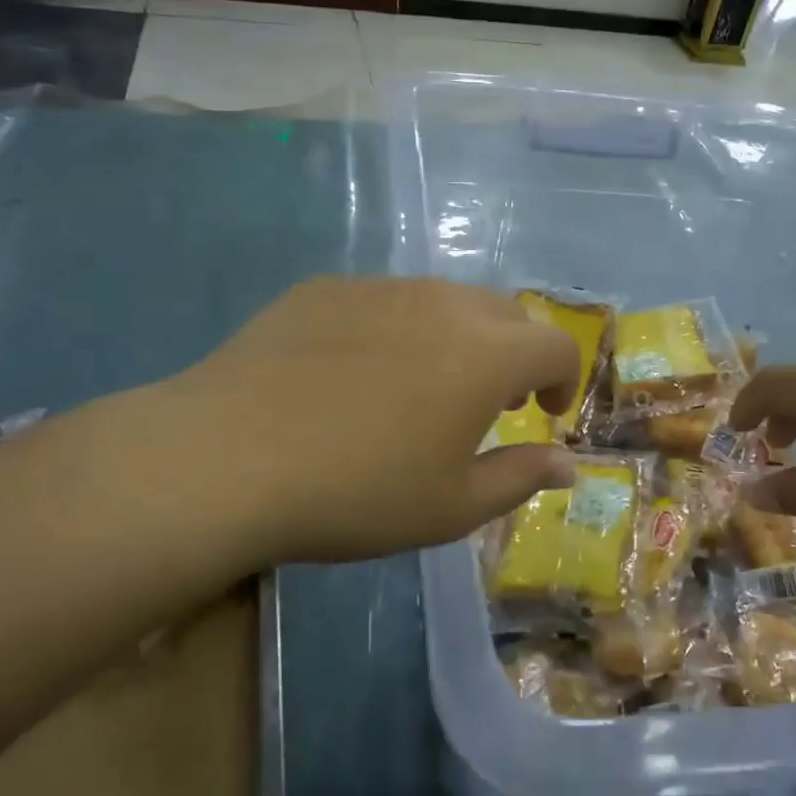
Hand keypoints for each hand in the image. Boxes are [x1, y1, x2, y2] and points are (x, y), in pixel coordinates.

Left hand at [84, 278, 580, 575]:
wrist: (227, 457)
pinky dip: (398, 329)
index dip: (564, 379)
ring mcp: (381, 288)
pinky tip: (357, 372)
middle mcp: (443, 303)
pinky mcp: (326, 288)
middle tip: (491, 402)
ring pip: (445, 300)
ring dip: (458, 337)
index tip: (546, 412)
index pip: (556, 345)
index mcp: (486, 354)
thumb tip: (568, 464)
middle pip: (506, 314)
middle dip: (516, 354)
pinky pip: (385, 300)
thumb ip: (521, 477)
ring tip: (425, 384)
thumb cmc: (356, 493)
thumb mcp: (451, 507)